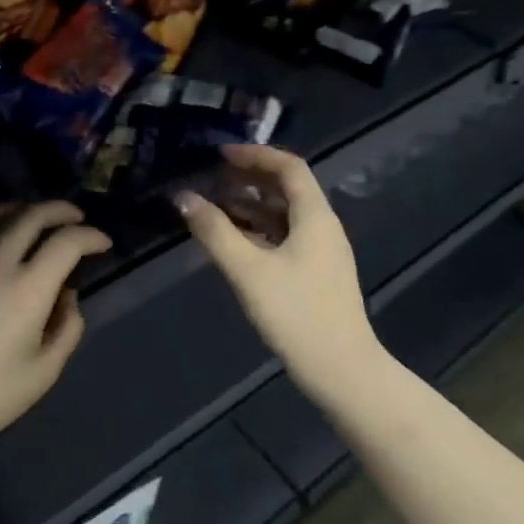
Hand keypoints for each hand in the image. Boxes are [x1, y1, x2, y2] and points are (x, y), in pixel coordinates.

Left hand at [0, 202, 110, 457]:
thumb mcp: (45, 371)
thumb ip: (67, 326)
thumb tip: (65, 294)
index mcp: (26, 289)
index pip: (67, 241)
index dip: (91, 236)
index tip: (102, 244)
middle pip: (32, 214)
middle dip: (62, 210)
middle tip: (76, 219)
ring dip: (23, 208)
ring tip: (36, 218)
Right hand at [176, 144, 381, 403]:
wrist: (340, 368)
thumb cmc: (295, 313)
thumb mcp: (248, 270)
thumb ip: (214, 231)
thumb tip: (183, 197)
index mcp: (315, 217)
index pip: (289, 167)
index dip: (255, 155)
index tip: (220, 154)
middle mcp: (322, 226)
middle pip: (288, 188)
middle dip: (249, 178)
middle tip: (212, 177)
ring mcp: (321, 251)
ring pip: (284, 214)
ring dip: (251, 204)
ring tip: (214, 204)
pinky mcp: (315, 272)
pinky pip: (284, 236)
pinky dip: (258, 229)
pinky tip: (232, 239)